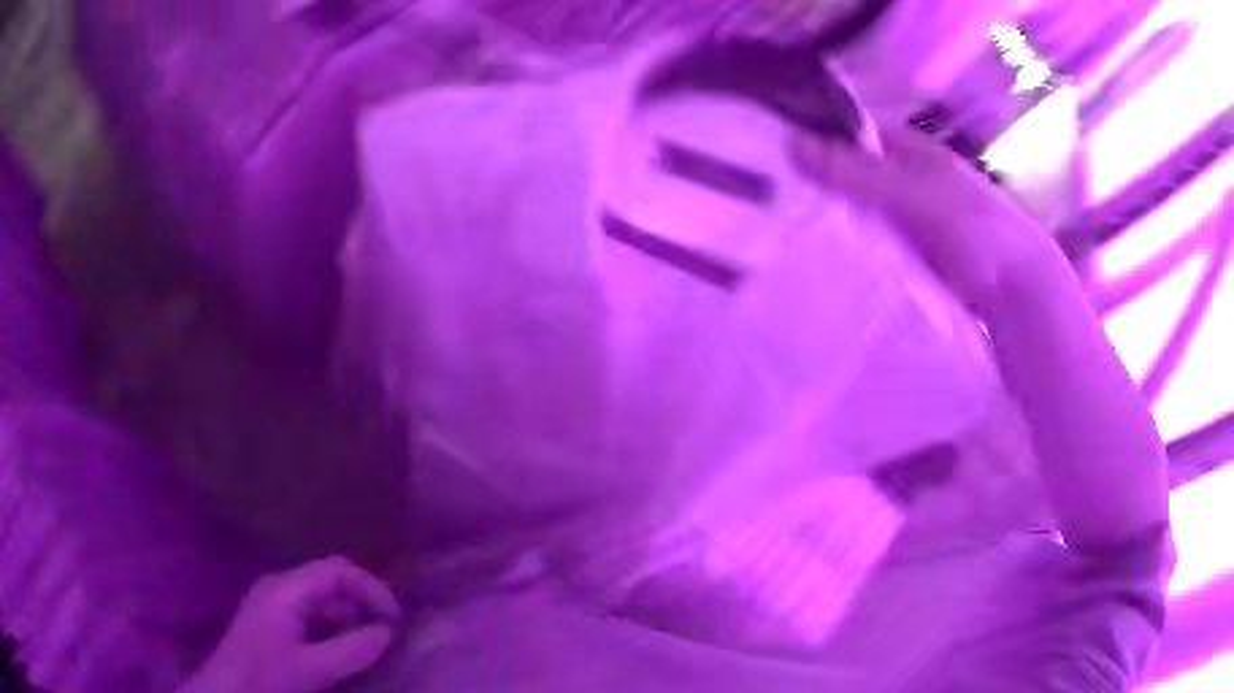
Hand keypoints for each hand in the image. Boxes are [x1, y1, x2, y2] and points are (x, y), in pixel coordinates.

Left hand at [181, 556, 401, 692]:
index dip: (371, 588)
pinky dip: (335, 628)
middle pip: (330, 580)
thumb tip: (388, 633)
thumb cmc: (264, 678)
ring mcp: (274, 604)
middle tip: (389, 632)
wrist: (226, 691)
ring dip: (350, 617)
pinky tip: (344, 651)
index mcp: (286, 589)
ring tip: (371, 645)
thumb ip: (352, 650)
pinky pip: (312, 615)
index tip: (396, 620)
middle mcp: (280, 587)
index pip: (337, 570)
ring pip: (322, 599)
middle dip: (362, 601)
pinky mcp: (273, 622)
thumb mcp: (311, 669)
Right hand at [792, 125, 1058, 316]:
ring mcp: (909, 215)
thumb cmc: (973, 227)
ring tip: (777, 222)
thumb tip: (790, 143)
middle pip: (851, 170)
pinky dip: (848, 242)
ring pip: (859, 206)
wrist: (1016, 288)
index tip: (768, 148)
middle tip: (762, 190)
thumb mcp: (914, 194)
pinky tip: (817, 252)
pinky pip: (871, 239)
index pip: (851, 130)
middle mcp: (906, 176)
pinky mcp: (910, 251)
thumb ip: (858, 172)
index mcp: (909, 149)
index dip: (814, 132)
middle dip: (815, 177)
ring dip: (829, 213)